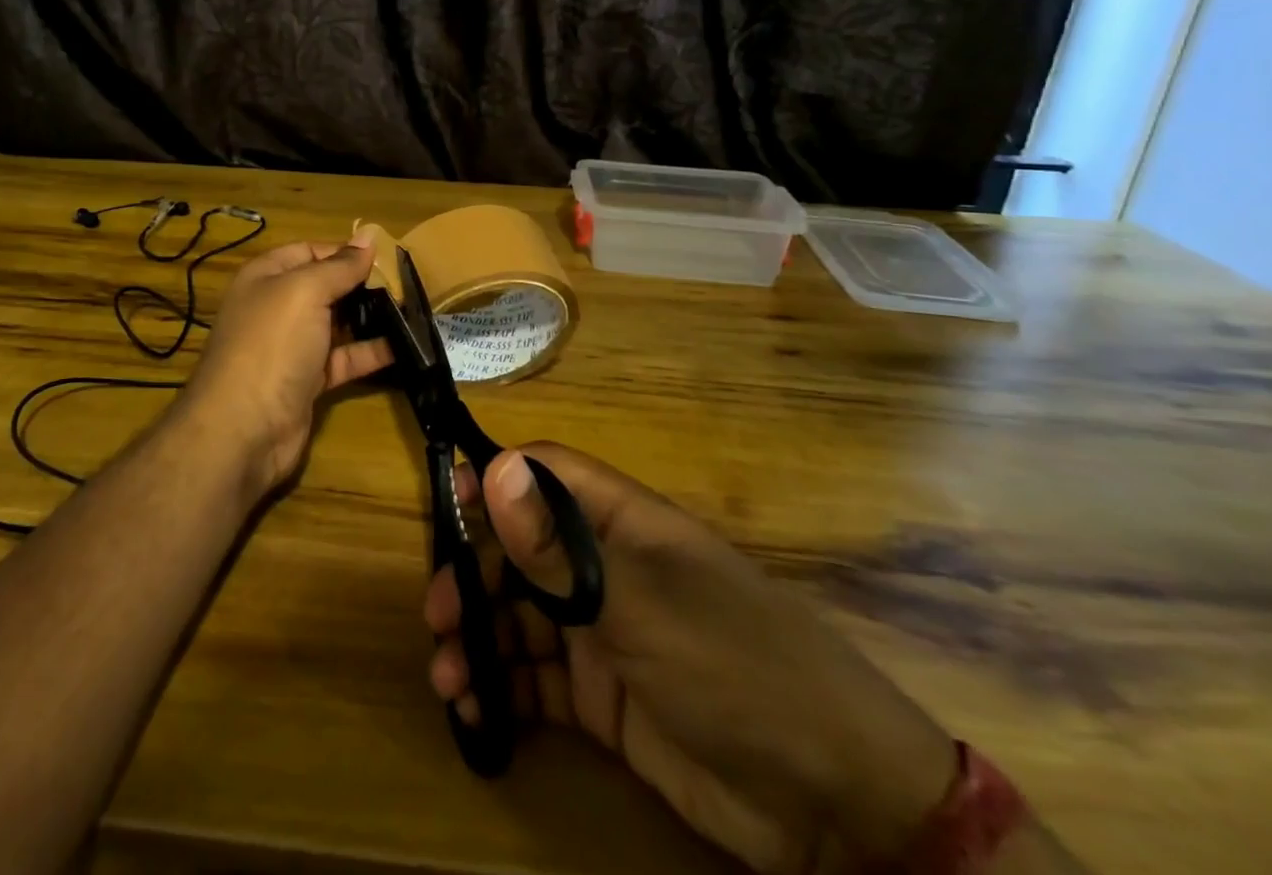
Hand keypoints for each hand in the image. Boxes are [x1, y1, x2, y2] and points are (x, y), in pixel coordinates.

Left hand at [179, 229, 392, 495]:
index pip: (309, 251)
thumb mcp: (305, 292)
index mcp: (266, 277)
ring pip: (336, 323)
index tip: (386, 257)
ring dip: (370, 317)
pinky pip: (344, 359)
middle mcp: (276, 307)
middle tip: (406, 283)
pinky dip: (370, 352)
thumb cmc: (272, 344)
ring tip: (412, 310)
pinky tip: (404, 346)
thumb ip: (339, 266)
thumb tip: (368, 237)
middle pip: (325, 287)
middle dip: (362, 284)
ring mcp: (292, 346)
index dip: (345, 252)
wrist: (243, 429)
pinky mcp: (308, 381)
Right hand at [426, 444, 958, 873]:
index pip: (546, 477)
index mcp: (621, 524)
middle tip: (436, 615)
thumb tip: (494, 466)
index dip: (495, 481)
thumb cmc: (735, 667)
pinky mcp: (605, 700)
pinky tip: (476, 713)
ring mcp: (605, 635)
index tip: (444, 505)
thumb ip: (559, 547)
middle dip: (475, 575)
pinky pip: (538, 683)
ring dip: (480, 640)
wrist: (836, 804)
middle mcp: (607, 569)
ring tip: (448, 678)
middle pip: (522, 551)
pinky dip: (503, 693)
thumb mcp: (639, 605)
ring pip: (522, 619)